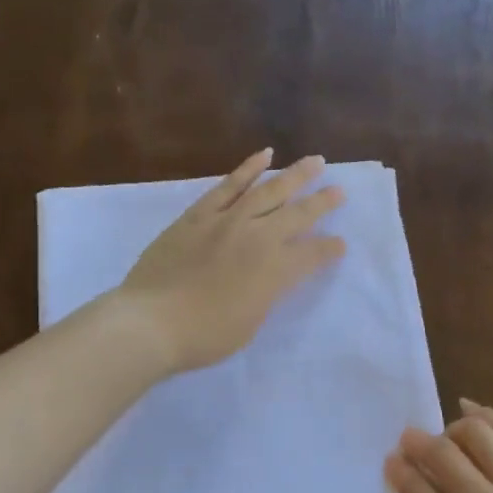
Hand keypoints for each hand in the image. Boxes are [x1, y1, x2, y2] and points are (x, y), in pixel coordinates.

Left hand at [118, 148, 346, 373]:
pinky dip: (248, 169)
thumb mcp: (250, 323)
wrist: (153, 321)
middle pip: (297, 215)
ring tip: (315, 161)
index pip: (312, 254)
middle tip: (340, 191)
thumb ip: (265, 294)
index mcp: (275, 271)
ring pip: (268, 190)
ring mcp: (227, 221)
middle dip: (322, 203)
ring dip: (294, 175)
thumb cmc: (205, 335)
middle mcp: (258, 238)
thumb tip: (270, 276)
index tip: (340, 244)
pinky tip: (264, 156)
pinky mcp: (199, 214)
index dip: (328, 250)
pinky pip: (228, 185)